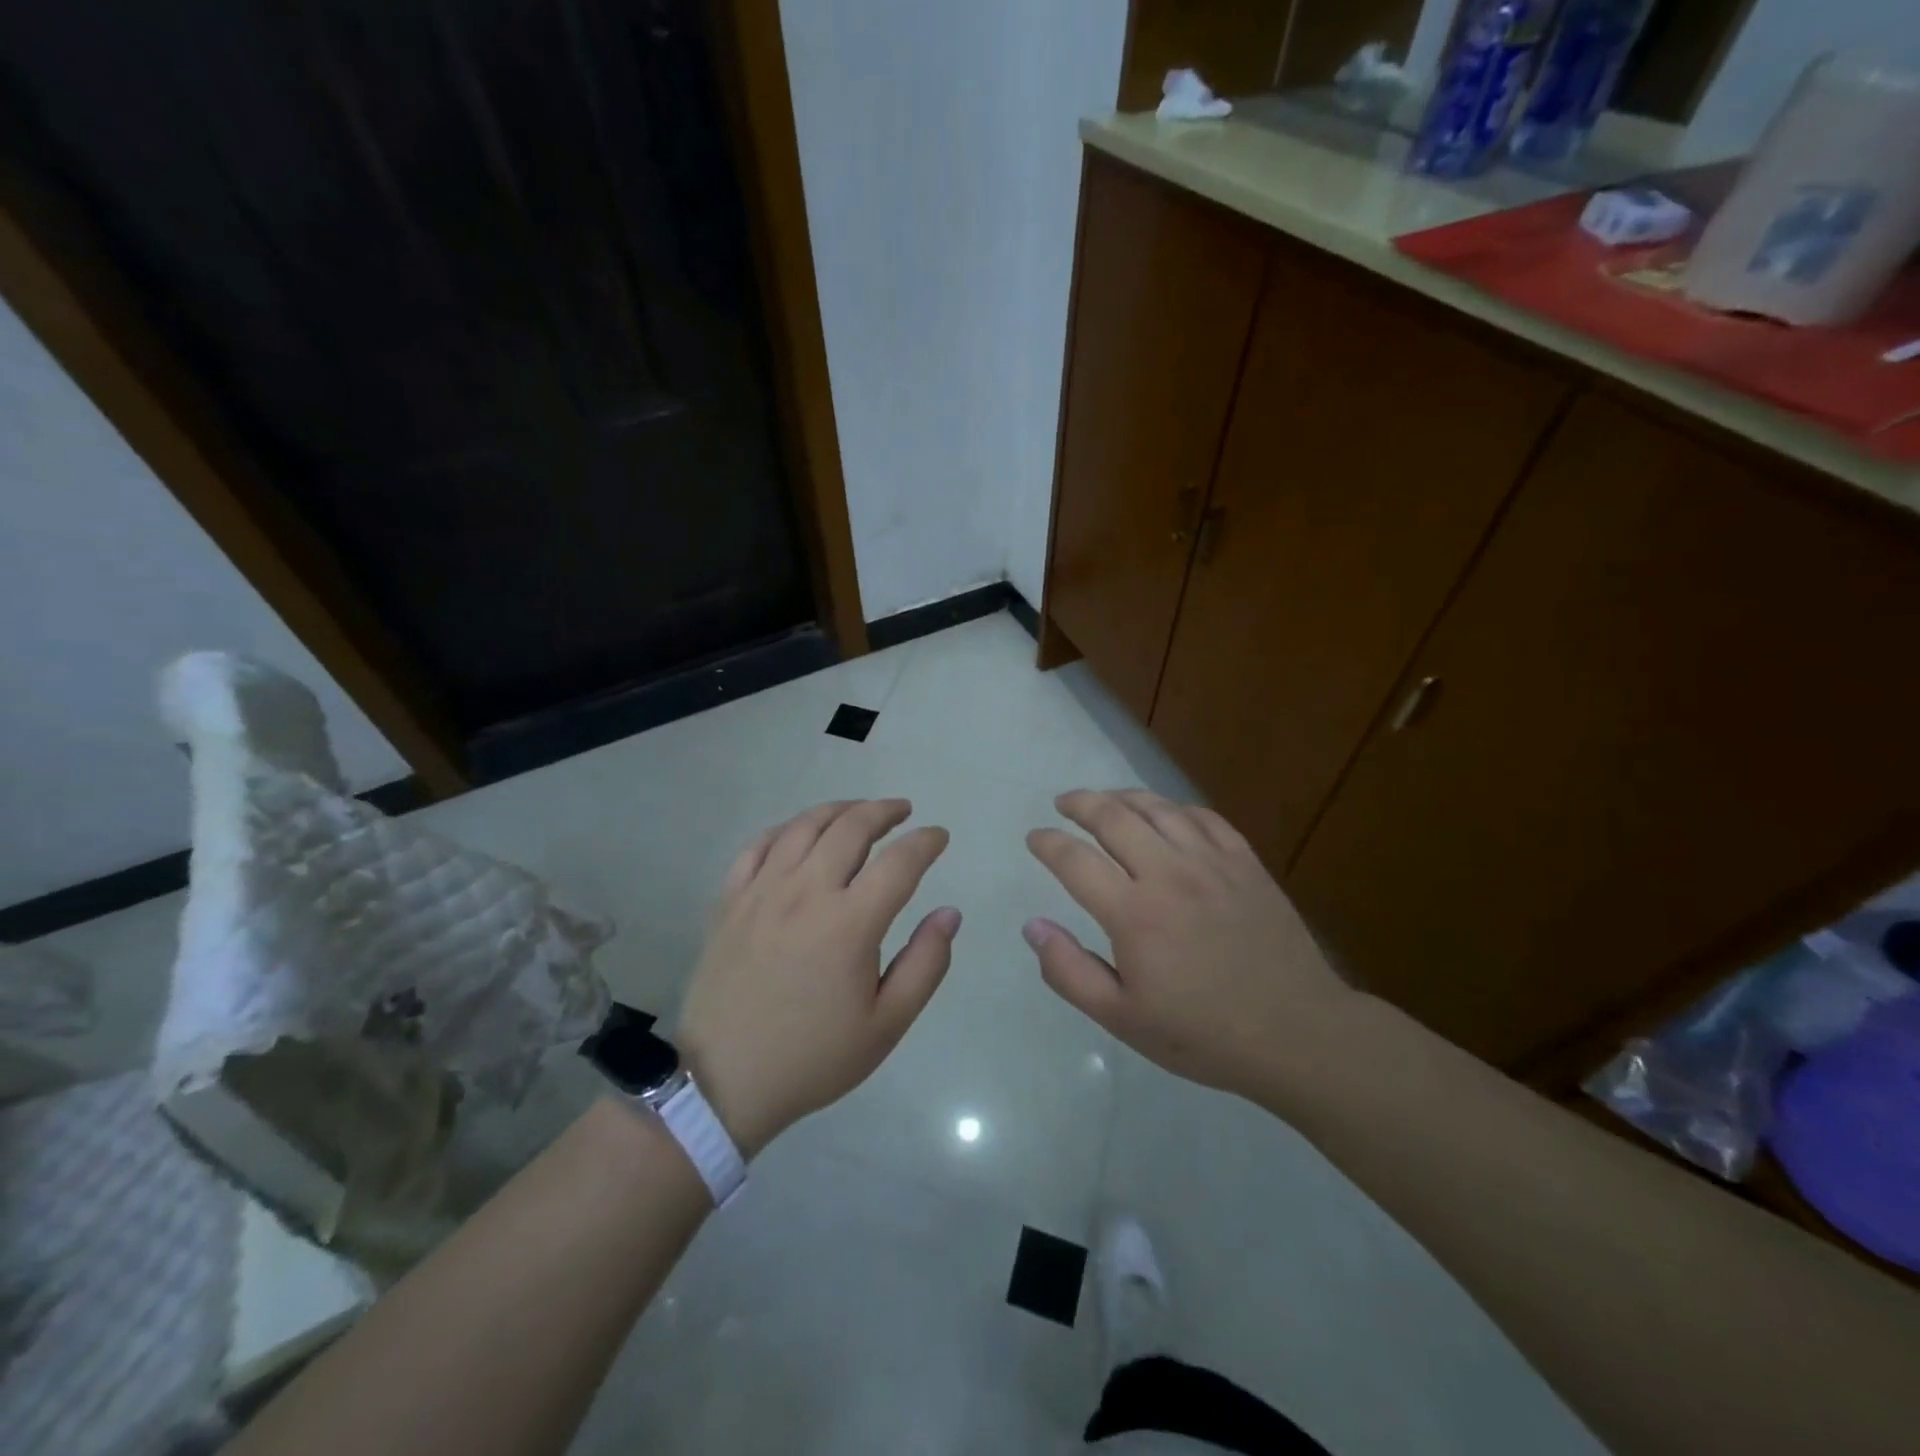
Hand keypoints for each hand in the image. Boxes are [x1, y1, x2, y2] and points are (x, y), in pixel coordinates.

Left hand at [675, 800, 958, 1155]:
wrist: (725, 1080)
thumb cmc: (814, 1056)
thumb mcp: (887, 1024)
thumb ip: (926, 963)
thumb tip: (950, 913)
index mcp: (850, 923)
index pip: (900, 861)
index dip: (926, 842)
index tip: (939, 837)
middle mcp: (806, 892)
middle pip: (851, 827)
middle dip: (884, 811)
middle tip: (902, 811)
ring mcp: (762, 891)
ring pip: (805, 826)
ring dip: (839, 810)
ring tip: (859, 811)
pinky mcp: (730, 900)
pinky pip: (759, 845)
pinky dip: (788, 828)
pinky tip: (801, 833)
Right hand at [1024, 789, 1351, 1097]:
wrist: (1296, 1033)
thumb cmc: (1202, 1033)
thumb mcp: (1122, 1019)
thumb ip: (1069, 971)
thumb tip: (1033, 926)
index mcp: (1134, 913)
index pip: (1075, 860)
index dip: (1047, 843)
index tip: (1035, 838)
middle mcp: (1169, 874)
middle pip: (1113, 817)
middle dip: (1080, 803)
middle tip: (1063, 804)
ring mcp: (1212, 862)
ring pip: (1158, 808)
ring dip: (1123, 797)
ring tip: (1105, 799)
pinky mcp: (1245, 862)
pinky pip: (1204, 817)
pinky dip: (1175, 808)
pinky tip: (1165, 814)